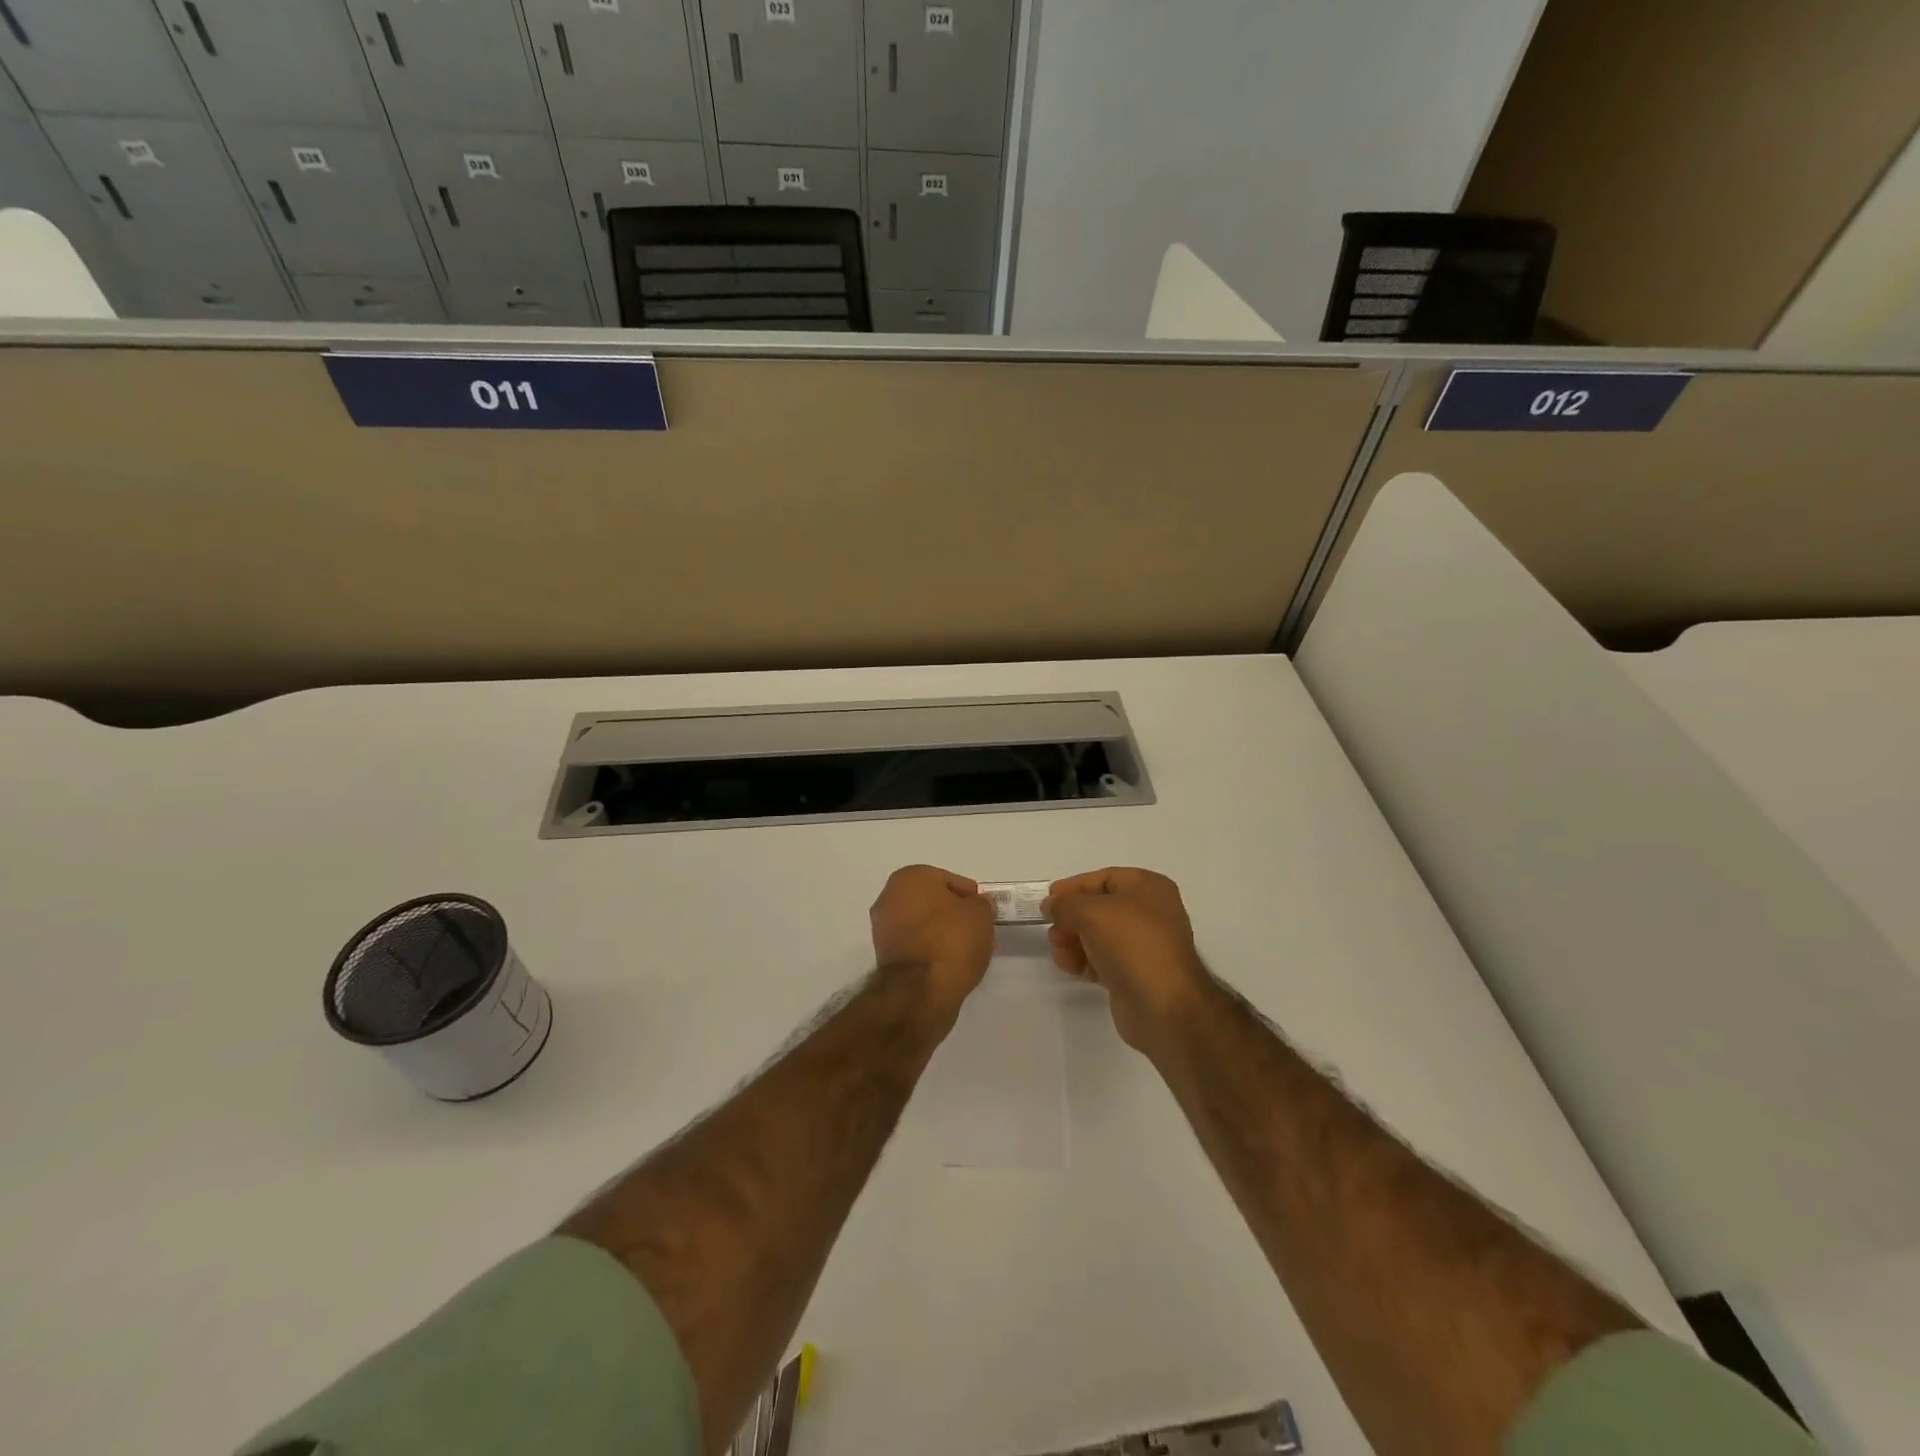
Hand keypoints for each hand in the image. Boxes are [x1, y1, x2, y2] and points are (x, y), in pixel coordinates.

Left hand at [870, 865, 995, 1021]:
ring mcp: (884, 928)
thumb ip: (982, 904)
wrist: (920, 991)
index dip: (971, 897)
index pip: (949, 880)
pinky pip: (916, 945)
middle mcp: (890, 897)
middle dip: (957, 916)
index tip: (985, 913)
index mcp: (910, 878)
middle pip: (934, 903)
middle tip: (979, 931)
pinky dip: (932, 950)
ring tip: (970, 951)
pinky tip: (952, 963)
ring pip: (924, 925)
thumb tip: (979, 904)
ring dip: (945, 934)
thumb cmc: (951, 940)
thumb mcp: (980, 914)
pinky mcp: (885, 956)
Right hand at [1043, 868, 1210, 1052]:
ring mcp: (1144, 945)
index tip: (1048, 899)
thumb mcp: (1090, 911)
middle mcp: (1150, 913)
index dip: (1074, 887)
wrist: (1162, 1003)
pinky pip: (1103, 959)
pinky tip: (1070, 967)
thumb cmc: (1131, 943)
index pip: (1104, 879)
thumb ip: (1065, 904)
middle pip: (1099, 908)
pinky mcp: (1136, 974)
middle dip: (1071, 918)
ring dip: (1074, 941)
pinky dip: (1084, 960)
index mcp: (1148, 888)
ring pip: (1099, 936)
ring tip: (1059, 951)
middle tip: (1052, 930)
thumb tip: (1053, 905)